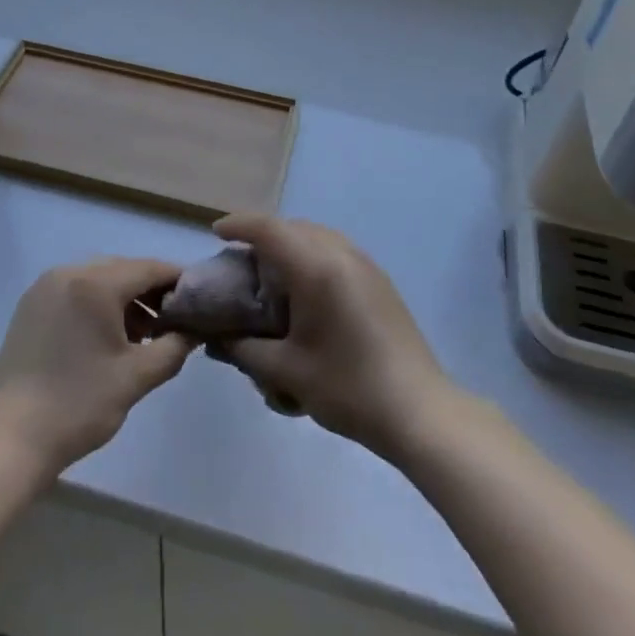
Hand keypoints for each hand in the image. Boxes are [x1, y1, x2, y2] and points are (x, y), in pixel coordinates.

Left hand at [0, 258, 193, 483]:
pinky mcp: (30, 308)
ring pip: (98, 280)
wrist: (9, 442)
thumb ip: (174, 347)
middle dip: (152, 292)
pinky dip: (98, 306)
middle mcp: (67, 273)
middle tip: (174, 323)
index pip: (149, 268)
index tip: (200, 302)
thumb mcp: (136, 378)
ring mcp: (43, 289)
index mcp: (94, 283)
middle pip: (123, 270)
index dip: (178, 281)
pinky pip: (75, 292)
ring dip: (125, 300)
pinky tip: (108, 339)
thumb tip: (195, 330)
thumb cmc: (78, 406)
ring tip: (144, 336)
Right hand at [215, 214, 451, 459]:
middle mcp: (342, 254)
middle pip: (294, 227)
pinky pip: (337, 251)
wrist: (418, 410)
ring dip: (291, 244)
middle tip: (241, 260)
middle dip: (264, 235)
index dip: (239, 225)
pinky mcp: (380, 281)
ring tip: (272, 272)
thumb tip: (218, 337)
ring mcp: (366, 265)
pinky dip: (313, 256)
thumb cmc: (347, 388)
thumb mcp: (286, 371)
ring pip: (318, 236)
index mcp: (316, 269)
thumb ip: (244, 348)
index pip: (269, 229)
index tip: (216, 233)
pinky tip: (307, 291)